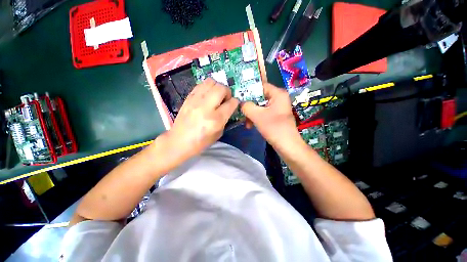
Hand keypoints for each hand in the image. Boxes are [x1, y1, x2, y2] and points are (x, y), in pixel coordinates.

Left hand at [164, 78, 238, 160]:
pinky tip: (207, 95)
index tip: (234, 104)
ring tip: (216, 95)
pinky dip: (207, 87)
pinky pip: (200, 85)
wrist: (179, 141)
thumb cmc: (202, 141)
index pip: (231, 103)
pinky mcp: (188, 98)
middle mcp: (207, 107)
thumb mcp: (219, 133)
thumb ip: (225, 118)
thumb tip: (229, 107)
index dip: (235, 102)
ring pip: (211, 82)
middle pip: (221, 88)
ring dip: (217, 87)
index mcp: (216, 119)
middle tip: (225, 99)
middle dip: (227, 92)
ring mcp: (196, 100)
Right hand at [241, 83, 299, 147]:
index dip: (249, 90)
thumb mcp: (257, 116)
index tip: (239, 97)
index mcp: (278, 94)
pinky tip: (251, 125)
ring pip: (260, 106)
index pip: (260, 86)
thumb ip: (247, 106)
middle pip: (259, 97)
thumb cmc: (274, 128)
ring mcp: (277, 107)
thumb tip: (240, 102)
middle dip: (249, 106)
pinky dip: (256, 118)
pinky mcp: (275, 116)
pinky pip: (263, 113)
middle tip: (241, 112)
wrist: (287, 146)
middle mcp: (278, 98)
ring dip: (251, 114)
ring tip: (247, 124)